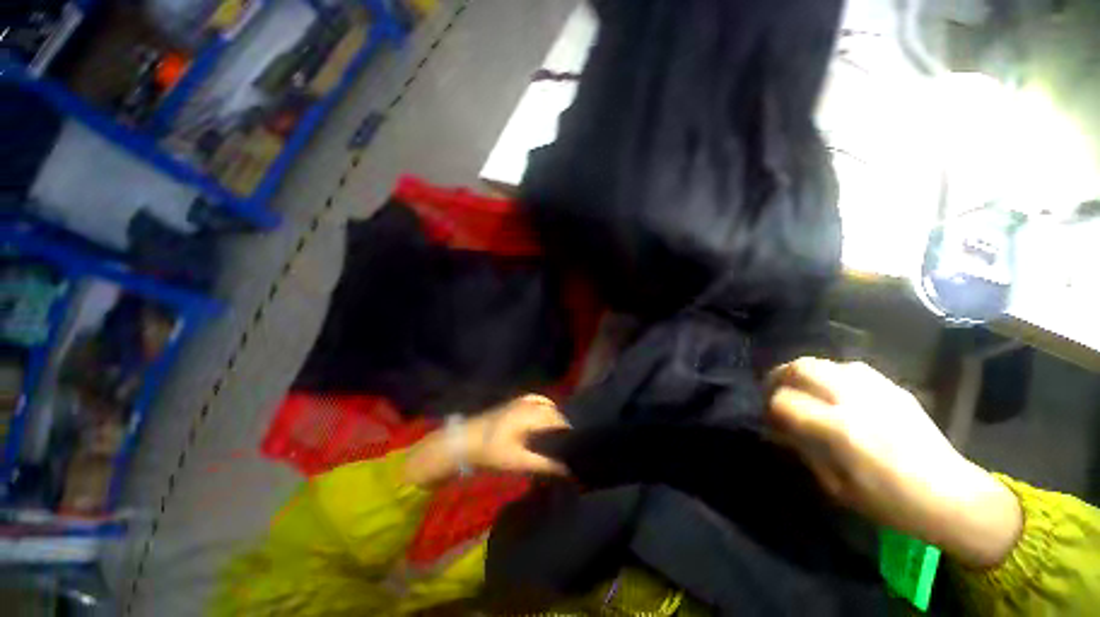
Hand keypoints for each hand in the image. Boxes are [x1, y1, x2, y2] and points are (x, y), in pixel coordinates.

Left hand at [465, 394, 570, 475]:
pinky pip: (535, 399)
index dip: (569, 433)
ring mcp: (521, 402)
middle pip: (554, 413)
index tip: (575, 446)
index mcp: (532, 417)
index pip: (559, 421)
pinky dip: (544, 404)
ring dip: (555, 416)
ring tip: (559, 432)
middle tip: (568, 443)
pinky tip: (547, 410)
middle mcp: (529, 405)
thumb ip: (544, 464)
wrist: (464, 441)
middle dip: (563, 426)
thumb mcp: (519, 462)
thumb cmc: (492, 452)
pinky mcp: (513, 403)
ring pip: (546, 405)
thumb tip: (567, 470)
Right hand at [766, 357, 1022, 568]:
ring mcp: (876, 389)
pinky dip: (831, 374)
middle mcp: (854, 400)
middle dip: (778, 377)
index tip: (770, 419)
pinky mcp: (893, 387)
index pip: (784, 401)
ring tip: (802, 388)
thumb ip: (803, 450)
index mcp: (840, 429)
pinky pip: (849, 368)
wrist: (952, 495)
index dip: (769, 408)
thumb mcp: (836, 486)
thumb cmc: (890, 502)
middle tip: (774, 391)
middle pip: (800, 368)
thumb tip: (780, 428)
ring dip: (803, 372)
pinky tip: (834, 389)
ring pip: (824, 362)